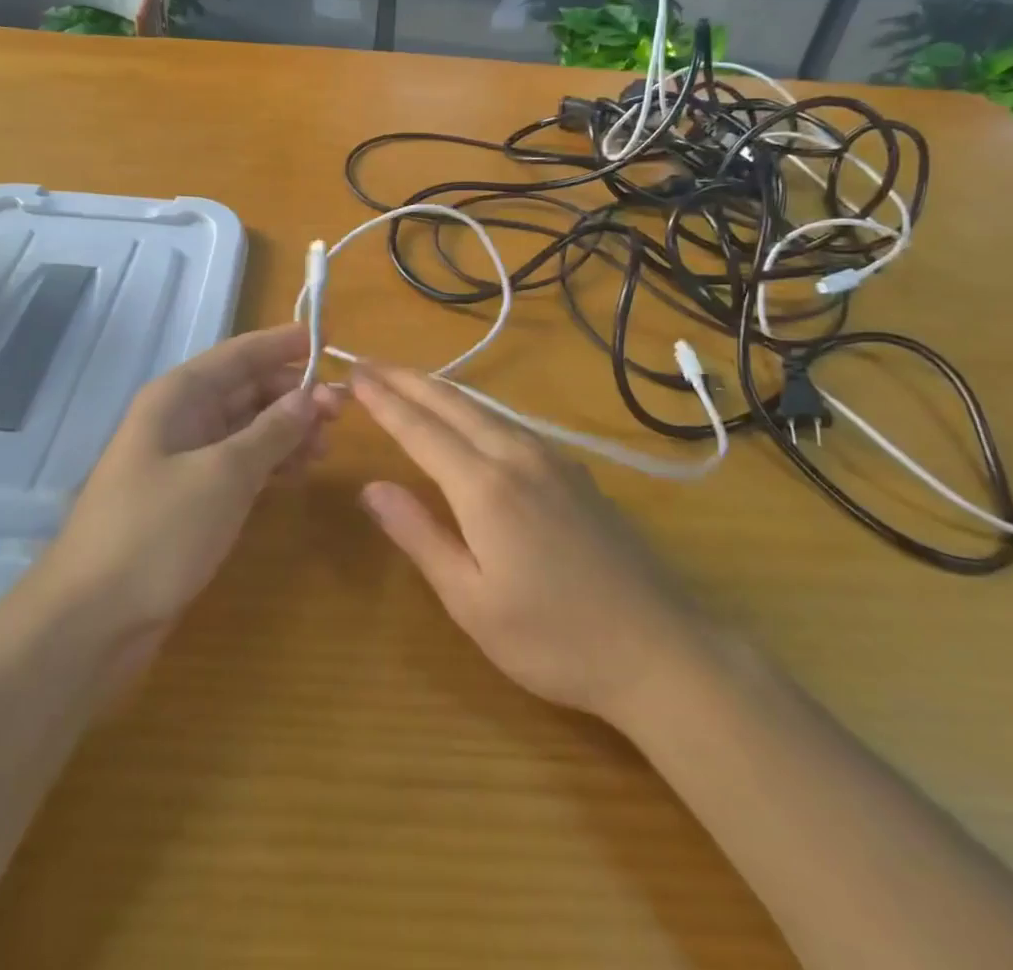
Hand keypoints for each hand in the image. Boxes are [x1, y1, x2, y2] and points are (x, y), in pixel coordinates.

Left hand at [22, 325, 342, 639]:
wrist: (92, 620)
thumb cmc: (158, 531)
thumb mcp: (225, 474)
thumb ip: (273, 431)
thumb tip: (312, 395)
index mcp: (179, 397)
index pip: (240, 354)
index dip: (283, 344)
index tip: (328, 338)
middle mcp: (180, 419)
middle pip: (246, 389)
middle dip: (293, 394)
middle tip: (343, 410)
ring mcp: (184, 460)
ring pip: (246, 429)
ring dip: (287, 431)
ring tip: (327, 447)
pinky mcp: (190, 499)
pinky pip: (239, 464)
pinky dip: (270, 463)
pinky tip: (299, 473)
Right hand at [353, 361, 699, 725]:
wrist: (659, 648)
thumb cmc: (553, 638)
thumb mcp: (471, 601)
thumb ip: (419, 535)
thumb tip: (370, 488)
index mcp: (485, 486)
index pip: (420, 429)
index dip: (384, 400)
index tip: (353, 373)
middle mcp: (517, 456)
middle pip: (452, 403)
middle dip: (406, 380)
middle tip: (368, 363)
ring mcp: (552, 459)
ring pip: (484, 408)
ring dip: (439, 389)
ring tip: (406, 381)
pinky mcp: (573, 471)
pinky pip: (510, 423)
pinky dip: (473, 408)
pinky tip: (468, 416)